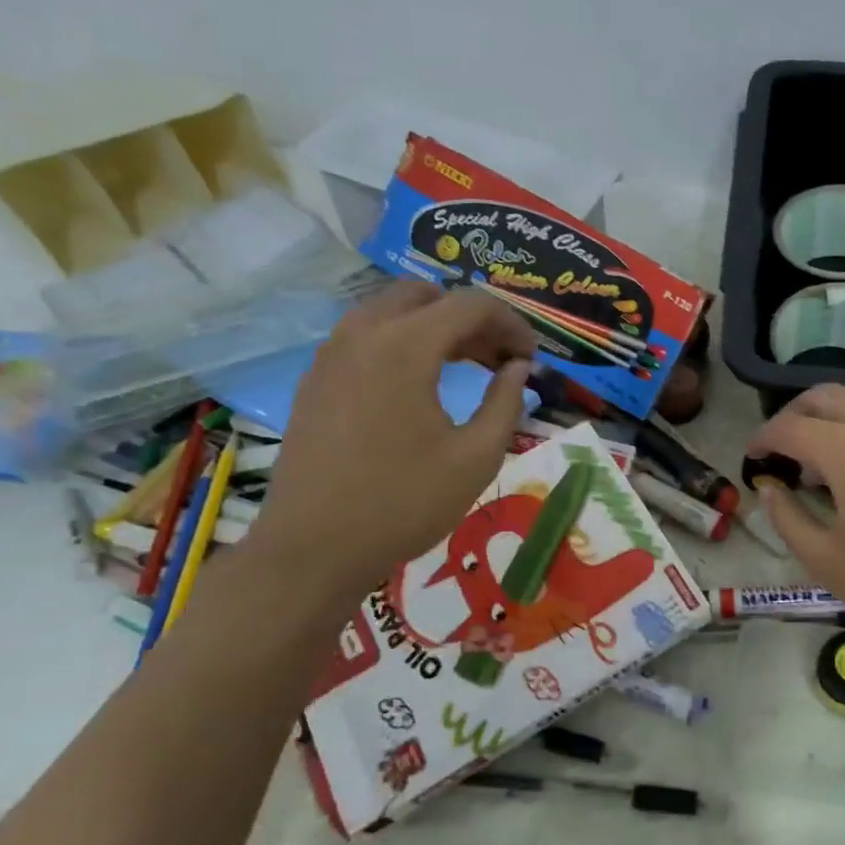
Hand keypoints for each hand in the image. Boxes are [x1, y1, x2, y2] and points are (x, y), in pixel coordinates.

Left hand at [243, 282, 534, 609]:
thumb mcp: (476, 457)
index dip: (512, 324)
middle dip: (472, 319)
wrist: (313, 549)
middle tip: (500, 359)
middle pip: (429, 296)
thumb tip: (519, 368)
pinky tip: (420, 384)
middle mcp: (364, 334)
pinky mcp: (316, 378)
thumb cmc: (404, 503)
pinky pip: (366, 336)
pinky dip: (402, 341)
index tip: (531, 358)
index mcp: (405, 346)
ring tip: (466, 367)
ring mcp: (332, 354)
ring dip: (436, 326)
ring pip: (393, 310)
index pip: (471, 305)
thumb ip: (506, 402)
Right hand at [747, 385, 844, 677]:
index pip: (789, 426)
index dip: (763, 440)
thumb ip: (787, 516)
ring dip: (833, 426)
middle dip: (794, 417)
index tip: (752, 460)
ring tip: (825, 472)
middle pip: (825, 397)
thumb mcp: (828, 561)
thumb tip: (770, 487)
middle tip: (782, 452)